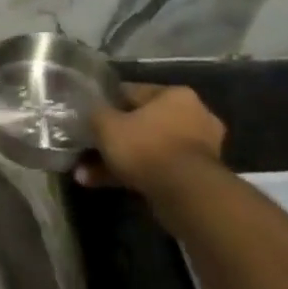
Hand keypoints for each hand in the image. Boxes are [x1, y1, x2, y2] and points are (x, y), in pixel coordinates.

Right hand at [78, 84, 226, 196]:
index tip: (89, 116)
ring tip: (88, 174)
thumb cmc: (145, 147)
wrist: (186, 195)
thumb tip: (92, 111)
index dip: (107, 104)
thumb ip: (96, 113)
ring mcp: (200, 149)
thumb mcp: (107, 125)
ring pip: (149, 149)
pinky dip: (135, 175)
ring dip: (120, 161)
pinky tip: (107, 185)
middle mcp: (194, 116)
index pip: (133, 92)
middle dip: (115, 139)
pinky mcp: (199, 177)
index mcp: (176, 95)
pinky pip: (158, 169)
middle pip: (143, 124)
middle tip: (89, 149)